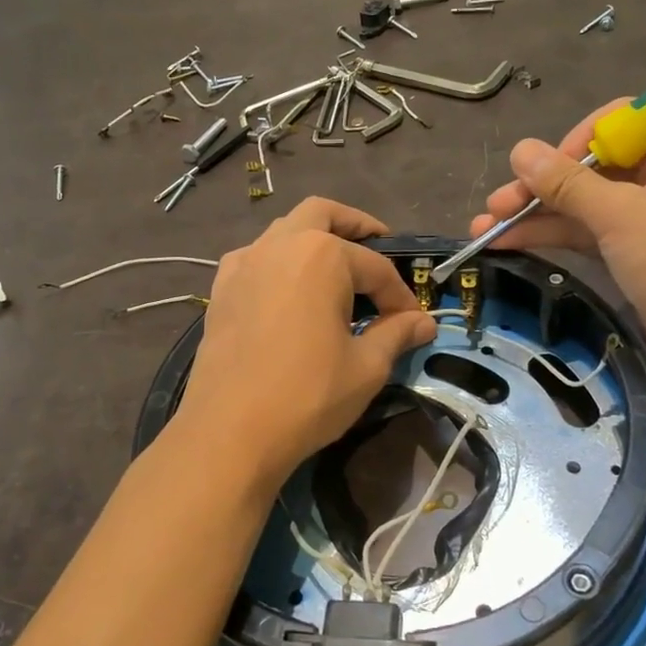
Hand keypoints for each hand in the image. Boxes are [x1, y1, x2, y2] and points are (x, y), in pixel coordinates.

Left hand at [173, 198, 436, 484]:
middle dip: (355, 227)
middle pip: (323, 214)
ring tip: (335, 274)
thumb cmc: (308, 395)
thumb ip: (396, 334)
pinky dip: (278, 262)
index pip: (376, 268)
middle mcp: (280, 244)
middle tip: (378, 247)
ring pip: (285, 231)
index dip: (401, 295)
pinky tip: (287, 292)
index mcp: (322, 255)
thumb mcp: (366, 367)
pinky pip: (256, 258)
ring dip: (313, 240)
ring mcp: (244, 263)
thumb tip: (424, 323)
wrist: (230, 430)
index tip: (414, 322)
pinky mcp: (221, 289)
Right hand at [470, 106, 645, 388]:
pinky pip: (592, 230)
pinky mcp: (640, 249)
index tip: (541, 167)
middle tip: (497, 204)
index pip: (624, 121)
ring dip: (538, 214)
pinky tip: (508, 241)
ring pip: (588, 202)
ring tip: (484, 227)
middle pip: (596, 165)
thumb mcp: (621, 217)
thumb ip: (567, 182)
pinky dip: (555, 234)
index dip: (576, 140)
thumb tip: (518, 150)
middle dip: (542, 186)